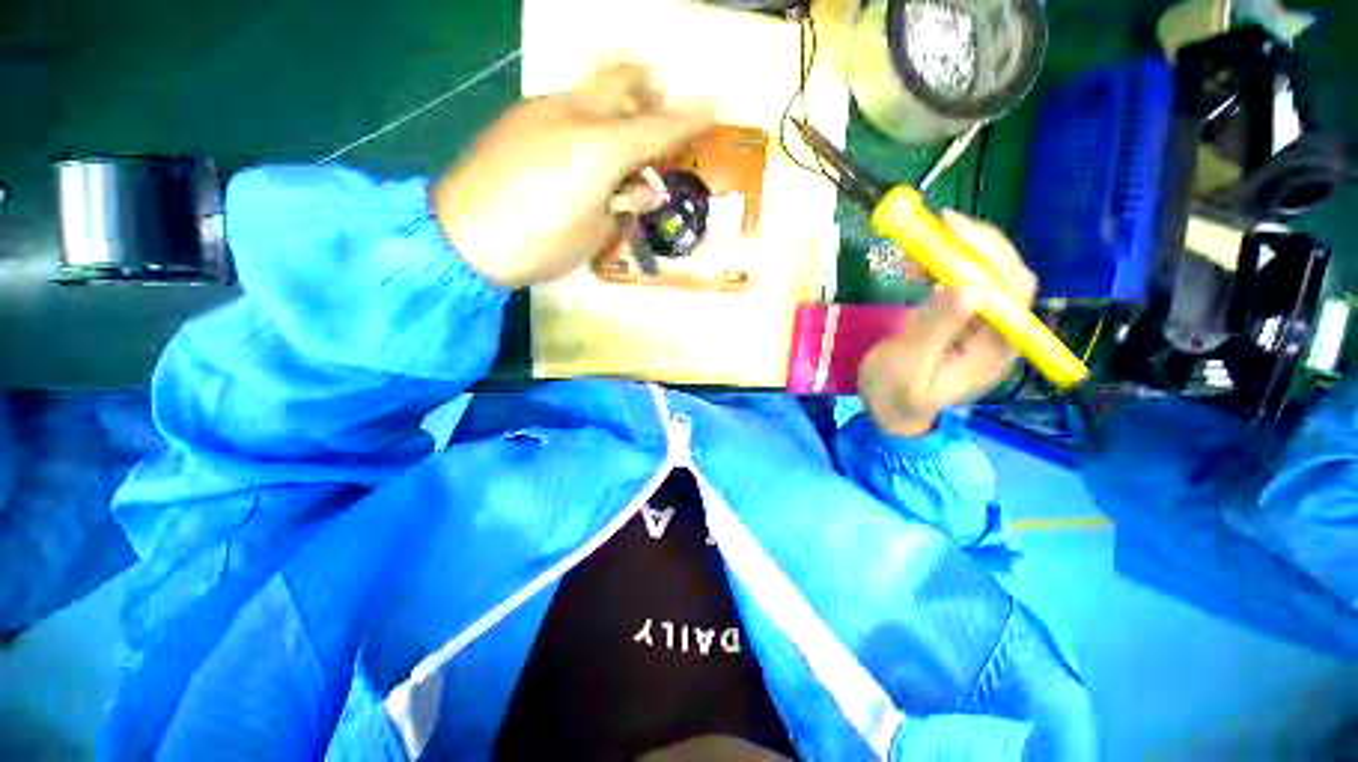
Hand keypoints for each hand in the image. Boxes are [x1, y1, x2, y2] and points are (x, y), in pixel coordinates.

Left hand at [433, 64, 713, 288]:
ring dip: (616, 103)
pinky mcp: (518, 117)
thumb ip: (623, 204)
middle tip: (660, 110)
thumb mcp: (595, 233)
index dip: (690, 116)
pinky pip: (565, 104)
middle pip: (622, 79)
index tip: (714, 105)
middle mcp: (574, 114)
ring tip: (620, 136)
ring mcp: (541, 109)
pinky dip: (586, 117)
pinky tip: (580, 147)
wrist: (462, 238)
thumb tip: (639, 188)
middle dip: (649, 89)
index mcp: (601, 148)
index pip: (658, 126)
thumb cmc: (540, 244)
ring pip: (591, 88)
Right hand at [857, 211, 1037, 436]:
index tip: (951, 231)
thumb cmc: (895, 396)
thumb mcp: (907, 366)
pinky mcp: (964, 320)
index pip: (1012, 291)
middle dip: (972, 246)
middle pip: (1005, 275)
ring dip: (955, 254)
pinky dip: (943, 267)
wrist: (891, 412)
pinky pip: (963, 283)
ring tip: (913, 253)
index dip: (988, 255)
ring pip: (985, 275)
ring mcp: (983, 325)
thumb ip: (935, 330)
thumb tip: (966, 287)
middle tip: (934, 227)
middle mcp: (1000, 332)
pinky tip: (918, 267)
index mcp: (995, 349)